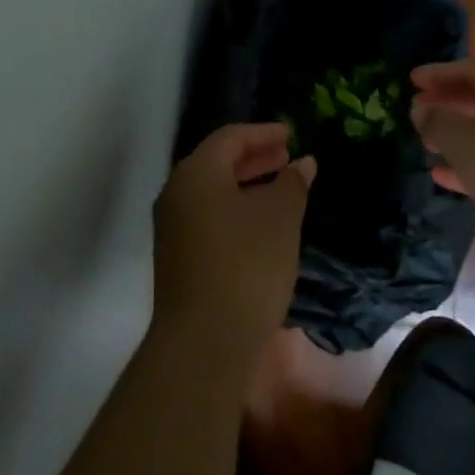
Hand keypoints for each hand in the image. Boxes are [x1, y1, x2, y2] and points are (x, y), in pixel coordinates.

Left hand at [152, 124, 314, 348]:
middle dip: (255, 158)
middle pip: (217, 163)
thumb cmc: (246, 265)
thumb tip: (302, 164)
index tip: (291, 134)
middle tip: (287, 158)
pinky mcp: (177, 258)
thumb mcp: (280, 218)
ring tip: (281, 191)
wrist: (204, 341)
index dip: (263, 133)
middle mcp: (176, 194)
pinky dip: (236, 211)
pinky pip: (209, 218)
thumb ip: (292, 184)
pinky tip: (262, 226)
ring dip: (246, 186)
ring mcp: (173, 229)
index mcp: (196, 174)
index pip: (230, 138)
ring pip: (212, 193)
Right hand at [410, 58, 474, 287]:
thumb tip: (420, 108)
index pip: (474, 70)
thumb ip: (436, 120)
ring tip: (424, 142)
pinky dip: (468, 166)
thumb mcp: (463, 139)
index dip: (440, 72)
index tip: (410, 79)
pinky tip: (441, 175)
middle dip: (449, 103)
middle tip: (417, 108)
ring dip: (456, 136)